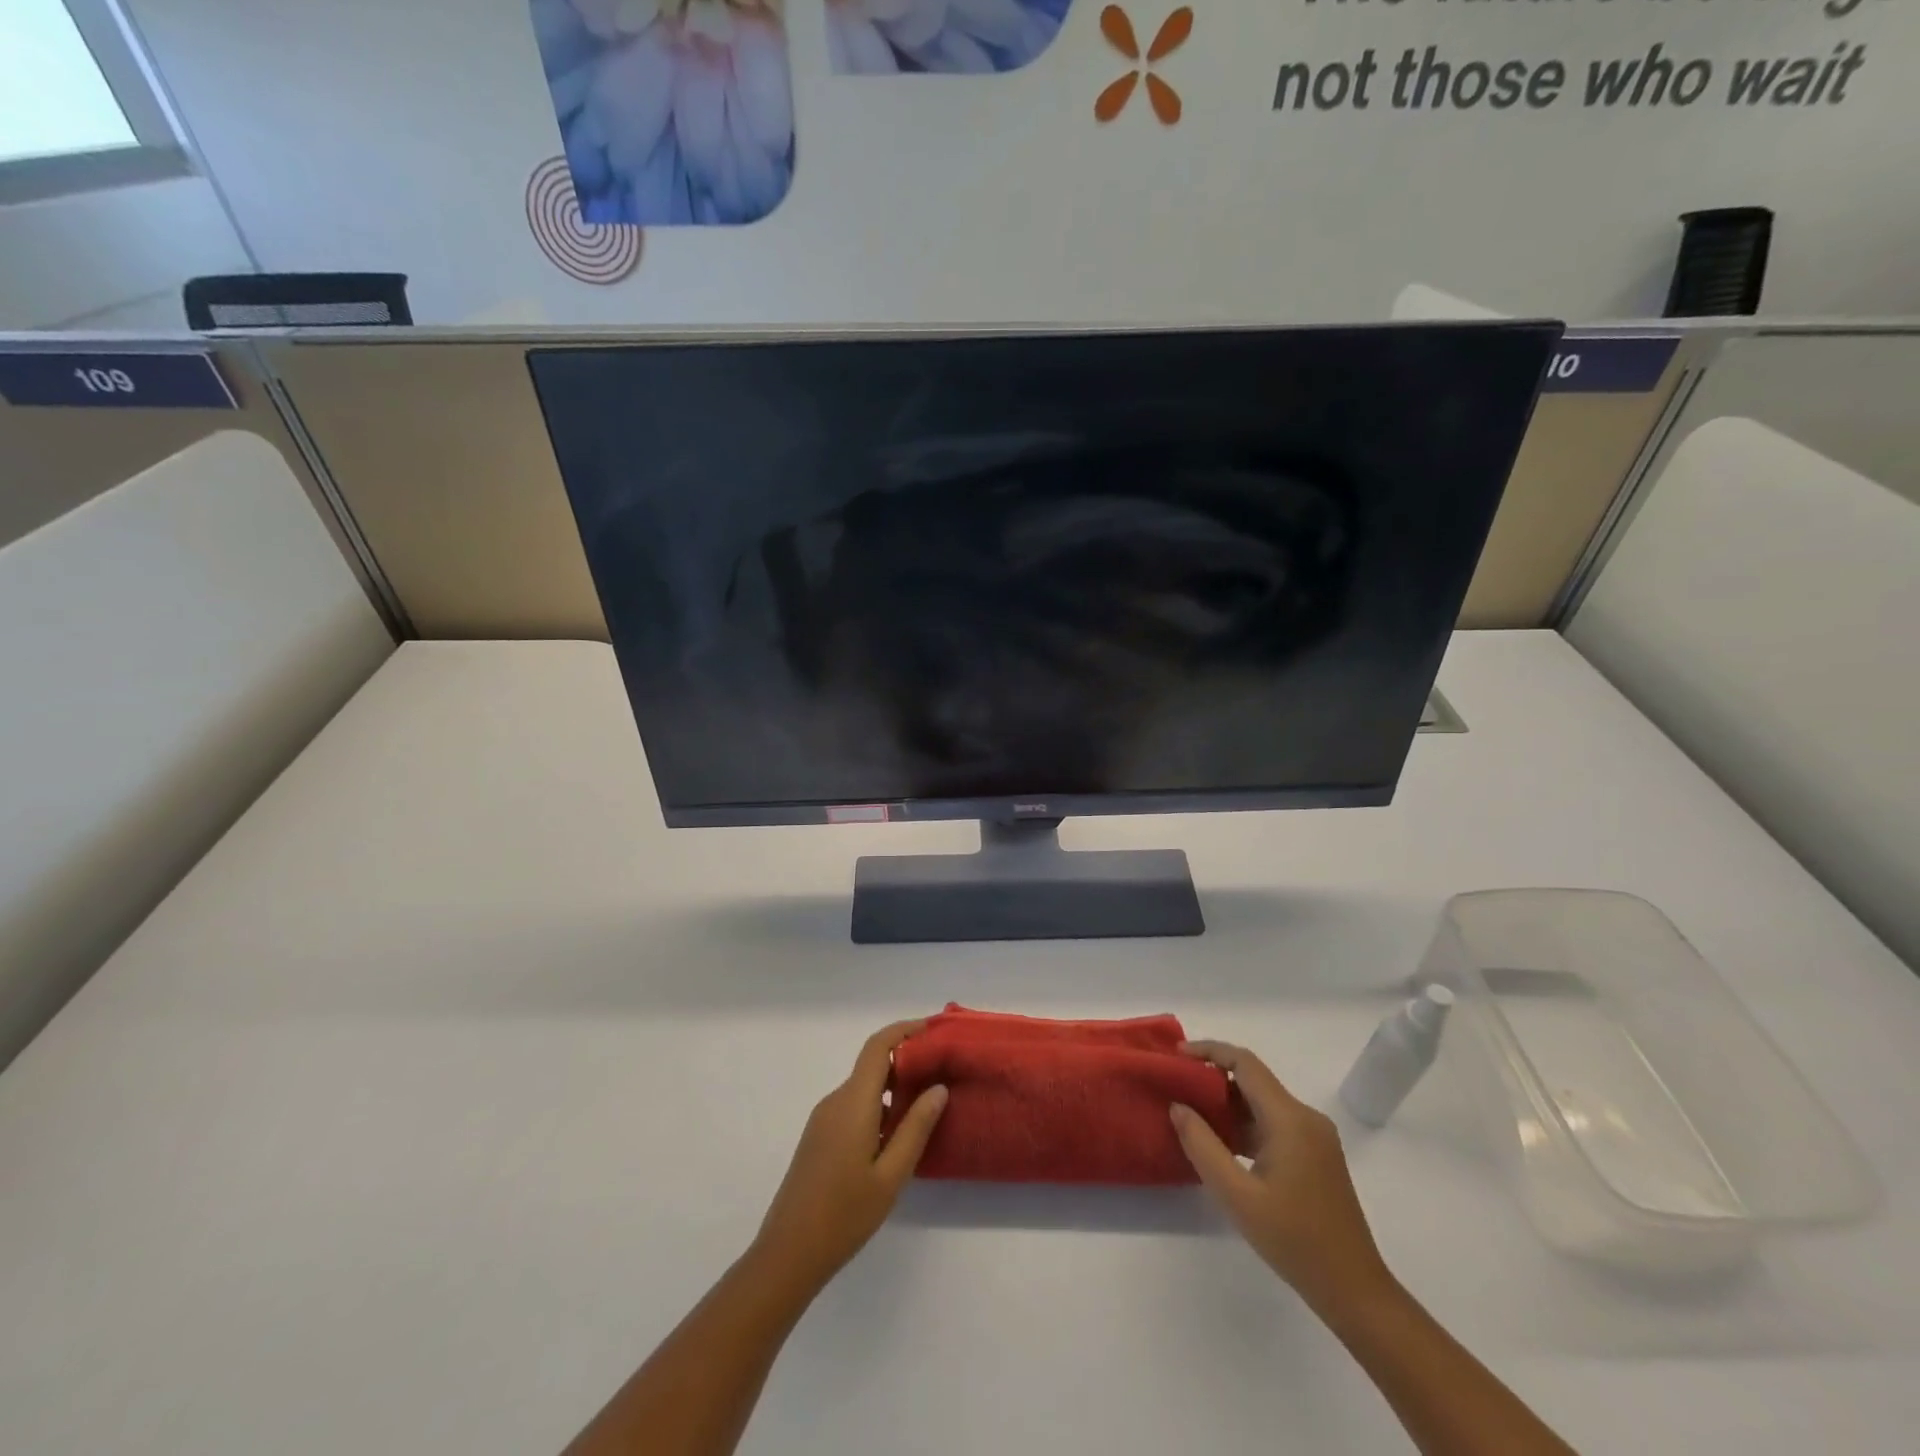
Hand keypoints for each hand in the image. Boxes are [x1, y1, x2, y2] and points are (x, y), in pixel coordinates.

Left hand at [753, 1020, 948, 1288]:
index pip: (878, 1047)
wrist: (788, 1253)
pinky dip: (878, 1107)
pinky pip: (853, 1107)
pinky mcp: (819, 1137)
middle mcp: (836, 1101)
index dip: (904, 1030)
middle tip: (940, 1072)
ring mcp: (823, 1119)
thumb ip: (916, 1128)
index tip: (933, 1030)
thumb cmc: (845, 1214)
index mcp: (853, 1102)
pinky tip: (896, 1135)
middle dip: (906, 1061)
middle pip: (872, 1065)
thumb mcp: (891, 1175)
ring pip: (863, 1088)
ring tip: (926, 1106)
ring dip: (893, 1088)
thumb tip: (938, 1088)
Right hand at [1169, 1041, 1393, 1315]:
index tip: (1177, 1055)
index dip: (1209, 1051)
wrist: (1355, 1291)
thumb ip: (1202, 1145)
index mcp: (1290, 1119)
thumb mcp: (1237, 1196)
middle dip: (1213, 1079)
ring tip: (1191, 1116)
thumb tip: (1178, 1106)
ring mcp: (1315, 1137)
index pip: (1245, 1063)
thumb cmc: (1295, 1241)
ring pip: (1263, 1103)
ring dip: (1228, 1104)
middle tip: (1177, 1088)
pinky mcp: (1316, 1156)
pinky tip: (1222, 1144)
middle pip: (1253, 1080)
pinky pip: (1273, 1124)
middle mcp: (1306, 1117)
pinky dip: (1245, 1125)